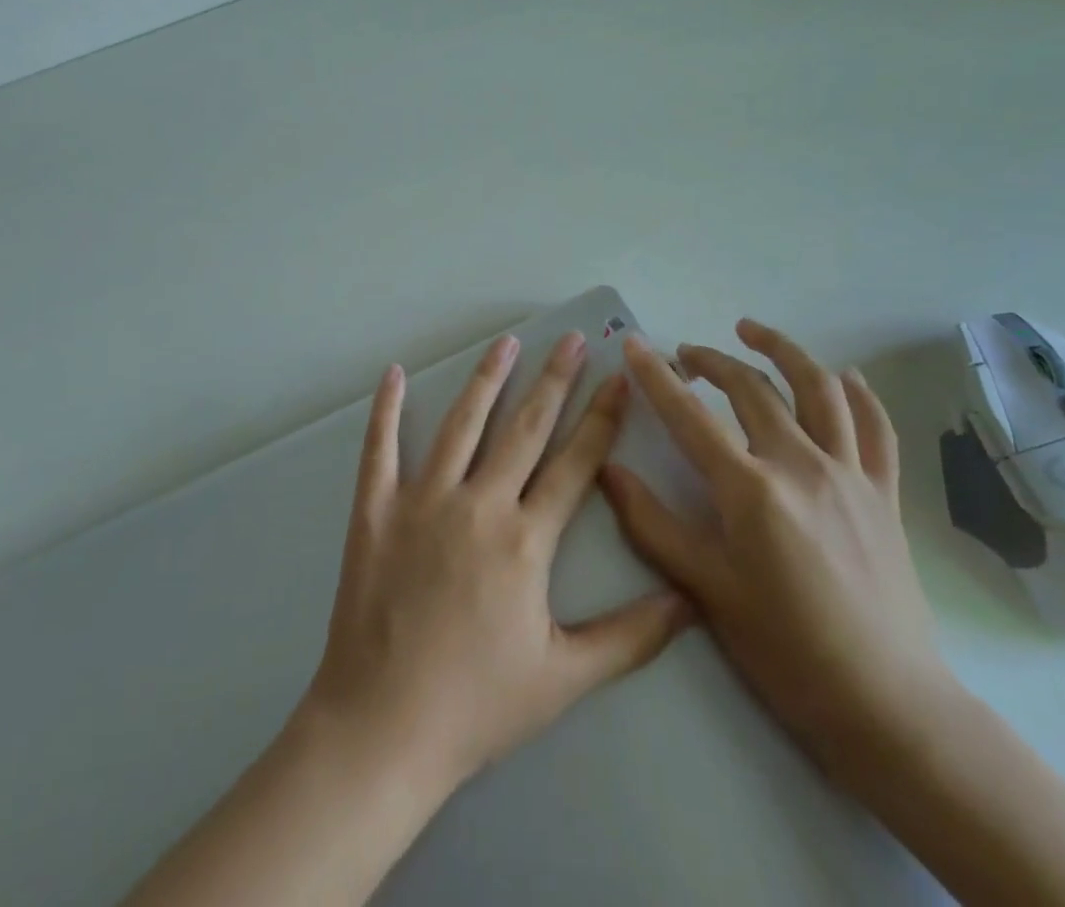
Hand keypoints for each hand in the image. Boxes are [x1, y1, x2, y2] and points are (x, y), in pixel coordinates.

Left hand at [300, 331, 691, 796]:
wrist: (383, 727)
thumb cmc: (477, 705)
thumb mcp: (564, 678)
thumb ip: (631, 636)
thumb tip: (690, 600)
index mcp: (525, 540)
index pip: (575, 463)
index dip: (601, 418)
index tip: (618, 379)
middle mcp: (478, 505)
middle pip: (525, 428)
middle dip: (553, 379)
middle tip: (570, 338)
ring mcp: (422, 501)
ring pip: (461, 424)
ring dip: (487, 378)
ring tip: (507, 341)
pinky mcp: (375, 509)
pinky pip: (380, 447)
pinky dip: (387, 409)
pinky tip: (395, 374)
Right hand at [602, 324, 953, 777]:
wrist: (886, 705)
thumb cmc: (785, 650)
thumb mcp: (705, 590)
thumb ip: (651, 524)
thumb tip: (607, 470)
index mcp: (751, 489)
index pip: (690, 415)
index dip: (656, 377)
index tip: (633, 345)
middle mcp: (802, 465)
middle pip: (751, 389)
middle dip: (711, 360)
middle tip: (684, 354)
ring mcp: (850, 474)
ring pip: (818, 388)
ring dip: (783, 350)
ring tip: (752, 331)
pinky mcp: (885, 493)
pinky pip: (875, 428)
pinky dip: (859, 393)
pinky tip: (843, 374)